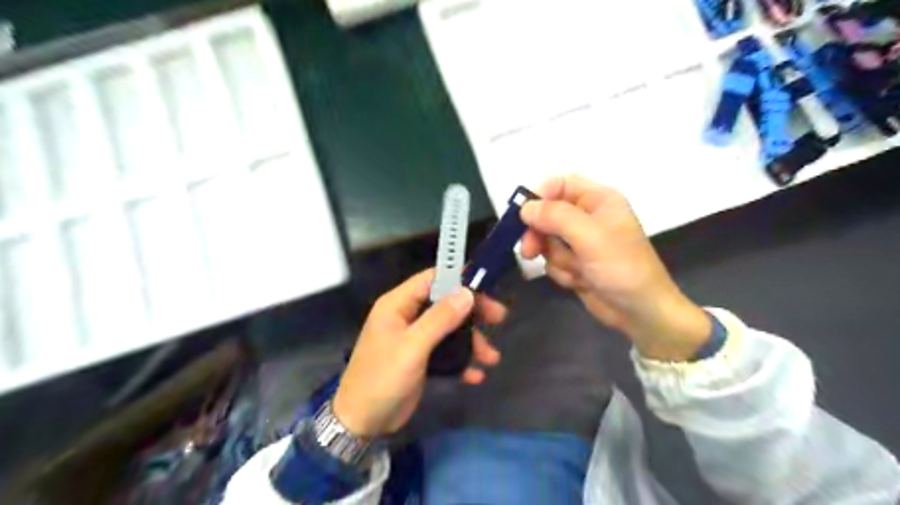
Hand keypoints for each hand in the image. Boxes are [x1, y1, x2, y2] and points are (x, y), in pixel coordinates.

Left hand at [331, 269, 505, 436]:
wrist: (361, 423)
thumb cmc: (382, 378)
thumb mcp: (412, 346)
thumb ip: (440, 319)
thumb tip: (467, 293)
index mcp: (398, 304)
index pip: (432, 279)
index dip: (458, 278)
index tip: (485, 286)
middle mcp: (407, 316)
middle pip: (445, 303)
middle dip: (472, 311)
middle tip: (499, 318)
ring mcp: (414, 338)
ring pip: (449, 329)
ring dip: (471, 341)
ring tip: (492, 358)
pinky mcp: (420, 359)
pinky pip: (445, 351)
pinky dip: (461, 361)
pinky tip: (475, 375)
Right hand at [521, 175, 709, 361]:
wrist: (640, 312)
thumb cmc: (621, 267)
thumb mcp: (589, 236)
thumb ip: (555, 216)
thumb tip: (524, 208)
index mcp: (598, 199)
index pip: (560, 183)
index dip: (540, 195)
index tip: (523, 214)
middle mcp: (588, 216)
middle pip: (547, 213)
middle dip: (540, 234)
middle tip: (530, 251)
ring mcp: (580, 241)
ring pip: (546, 239)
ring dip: (557, 258)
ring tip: (577, 270)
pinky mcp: (575, 262)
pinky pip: (552, 260)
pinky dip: (562, 272)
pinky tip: (580, 281)